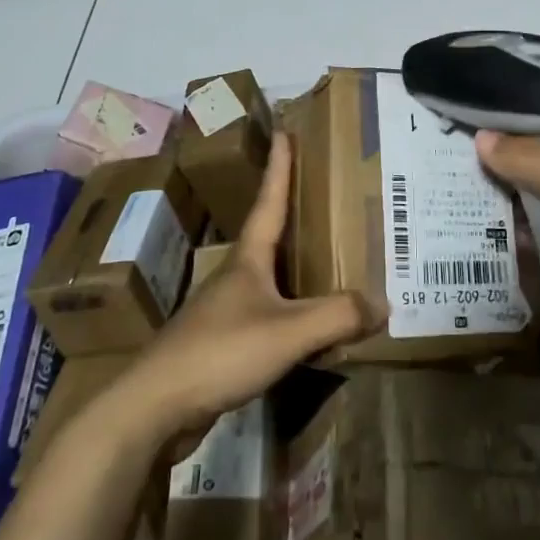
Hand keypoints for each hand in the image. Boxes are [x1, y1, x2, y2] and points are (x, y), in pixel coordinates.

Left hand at [117, 132, 380, 438]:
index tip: (284, 132)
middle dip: (295, 214)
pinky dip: (293, 312)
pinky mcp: (223, 344)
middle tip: (327, 197)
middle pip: (270, 236)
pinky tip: (311, 327)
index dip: (279, 167)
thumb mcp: (288, 330)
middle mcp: (236, 276)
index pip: (268, 201)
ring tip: (331, 261)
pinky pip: (269, 316)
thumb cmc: (221, 351)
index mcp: (248, 259)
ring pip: (271, 279)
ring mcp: (226, 310)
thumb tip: (383, 302)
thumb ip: (337, 315)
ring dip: (297, 267)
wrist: (156, 406)